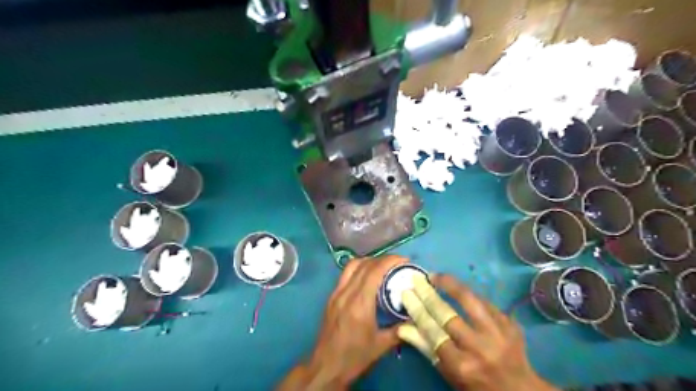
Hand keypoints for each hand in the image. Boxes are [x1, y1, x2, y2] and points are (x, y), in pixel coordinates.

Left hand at [277, 255, 408, 388]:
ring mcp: (336, 293)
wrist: (326, 367)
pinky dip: (358, 269)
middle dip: (382, 259)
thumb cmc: (354, 357)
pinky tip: (367, 278)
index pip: (375, 271)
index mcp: (360, 303)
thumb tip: (416, 318)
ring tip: (383, 267)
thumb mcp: (381, 346)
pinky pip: (345, 275)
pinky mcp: (331, 297)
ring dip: (369, 261)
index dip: (390, 261)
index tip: (405, 260)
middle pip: (364, 264)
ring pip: (352, 266)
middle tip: (397, 263)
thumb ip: (400, 330)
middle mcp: (346, 293)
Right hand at [400, 274, 557, 390]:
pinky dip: (468, 294)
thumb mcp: (449, 373)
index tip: (406, 293)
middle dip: (428, 294)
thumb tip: (402, 327)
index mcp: (461, 364)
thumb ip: (426, 347)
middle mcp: (479, 347)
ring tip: (436, 276)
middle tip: (417, 279)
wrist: (520, 389)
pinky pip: (485, 302)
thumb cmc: (476, 384)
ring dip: (450, 284)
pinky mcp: (510, 323)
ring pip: (469, 300)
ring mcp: (498, 334)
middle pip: (447, 314)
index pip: (433, 331)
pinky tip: (457, 288)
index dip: (417, 309)